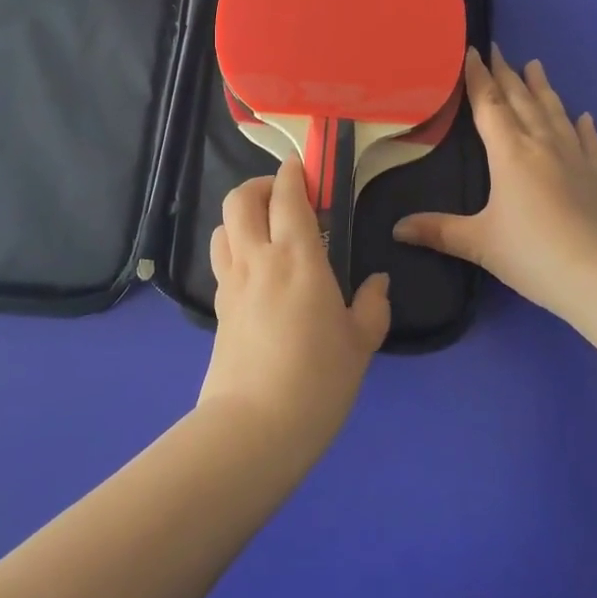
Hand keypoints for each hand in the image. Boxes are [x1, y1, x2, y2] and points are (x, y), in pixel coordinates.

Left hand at [198, 159, 391, 460]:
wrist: (254, 428)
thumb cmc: (317, 380)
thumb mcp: (360, 344)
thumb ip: (372, 306)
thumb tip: (379, 283)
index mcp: (297, 256)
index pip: (287, 195)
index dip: (293, 173)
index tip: (305, 169)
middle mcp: (258, 258)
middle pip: (240, 198)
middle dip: (259, 185)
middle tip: (284, 196)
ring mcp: (231, 282)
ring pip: (223, 226)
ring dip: (242, 216)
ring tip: (266, 230)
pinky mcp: (217, 308)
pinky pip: (221, 260)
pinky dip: (235, 248)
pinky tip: (256, 271)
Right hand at [394, 46, 596, 317]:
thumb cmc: (531, 253)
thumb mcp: (479, 242)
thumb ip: (438, 231)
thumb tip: (396, 229)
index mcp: (510, 153)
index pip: (489, 105)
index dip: (478, 78)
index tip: (472, 52)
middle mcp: (541, 145)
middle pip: (521, 101)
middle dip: (506, 74)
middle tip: (498, 49)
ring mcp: (574, 158)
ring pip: (554, 113)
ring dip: (543, 88)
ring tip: (536, 65)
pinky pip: (589, 143)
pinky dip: (584, 127)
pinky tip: (585, 116)